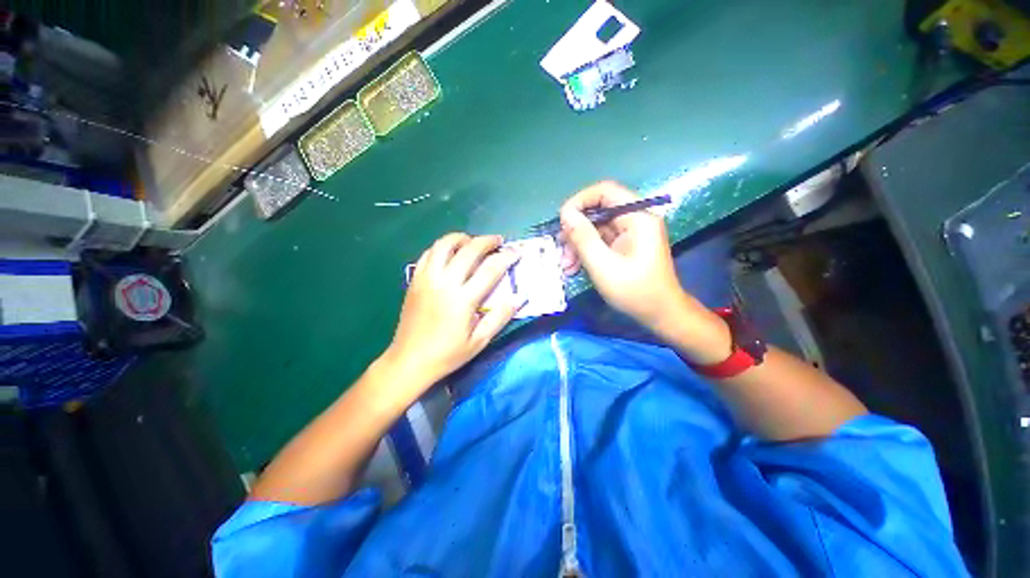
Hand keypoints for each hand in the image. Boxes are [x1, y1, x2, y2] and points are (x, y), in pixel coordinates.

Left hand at [383, 233, 521, 390]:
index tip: (516, 252)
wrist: (410, 360)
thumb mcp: (480, 341)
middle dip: (487, 241)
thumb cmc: (448, 354)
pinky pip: (429, 254)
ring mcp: (427, 279)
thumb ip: (501, 316)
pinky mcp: (415, 280)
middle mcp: (444, 283)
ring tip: (473, 242)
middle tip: (498, 241)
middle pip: (468, 250)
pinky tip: (451, 253)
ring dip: (462, 238)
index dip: (506, 257)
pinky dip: (442, 247)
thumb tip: (520, 297)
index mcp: (463, 299)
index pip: (490, 269)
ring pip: (444, 245)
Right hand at [560, 182, 706, 336]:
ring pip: (595, 227)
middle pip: (598, 211)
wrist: (660, 314)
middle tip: (561, 249)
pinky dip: (586, 251)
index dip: (580, 201)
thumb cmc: (635, 291)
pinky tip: (574, 267)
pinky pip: (600, 240)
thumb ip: (583, 238)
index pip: (605, 191)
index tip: (562, 220)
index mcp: (638, 217)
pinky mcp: (625, 244)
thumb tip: (565, 214)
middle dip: (576, 229)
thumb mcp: (603, 265)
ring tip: (566, 264)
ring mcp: (630, 232)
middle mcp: (635, 219)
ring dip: (577, 244)